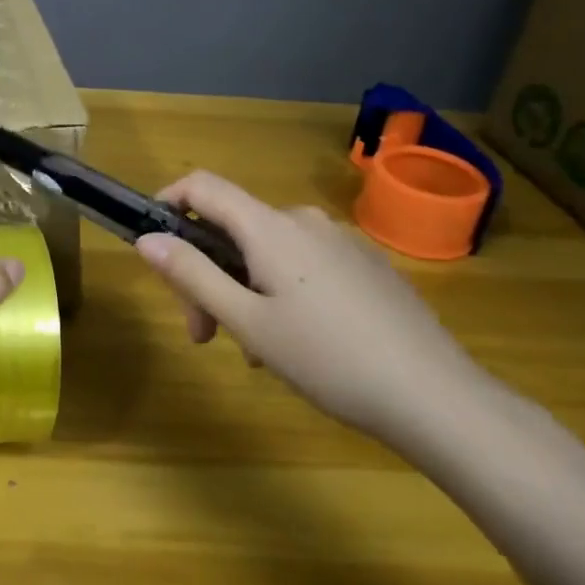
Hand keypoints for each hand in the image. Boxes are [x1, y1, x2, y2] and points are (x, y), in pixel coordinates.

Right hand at [134, 172, 493, 444]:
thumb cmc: (329, 359)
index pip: (202, 186)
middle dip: (208, 274)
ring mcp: (341, 241)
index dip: (167, 202)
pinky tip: (300, 344)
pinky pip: (305, 264)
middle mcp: (304, 220)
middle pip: (234, 229)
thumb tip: (147, 239)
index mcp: (270, 227)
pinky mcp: (368, 265)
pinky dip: (282, 291)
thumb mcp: (248, 323)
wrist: (438, 398)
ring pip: (269, 252)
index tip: (152, 243)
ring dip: (244, 290)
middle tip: (206, 335)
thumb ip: (192, 275)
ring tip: (257, 352)